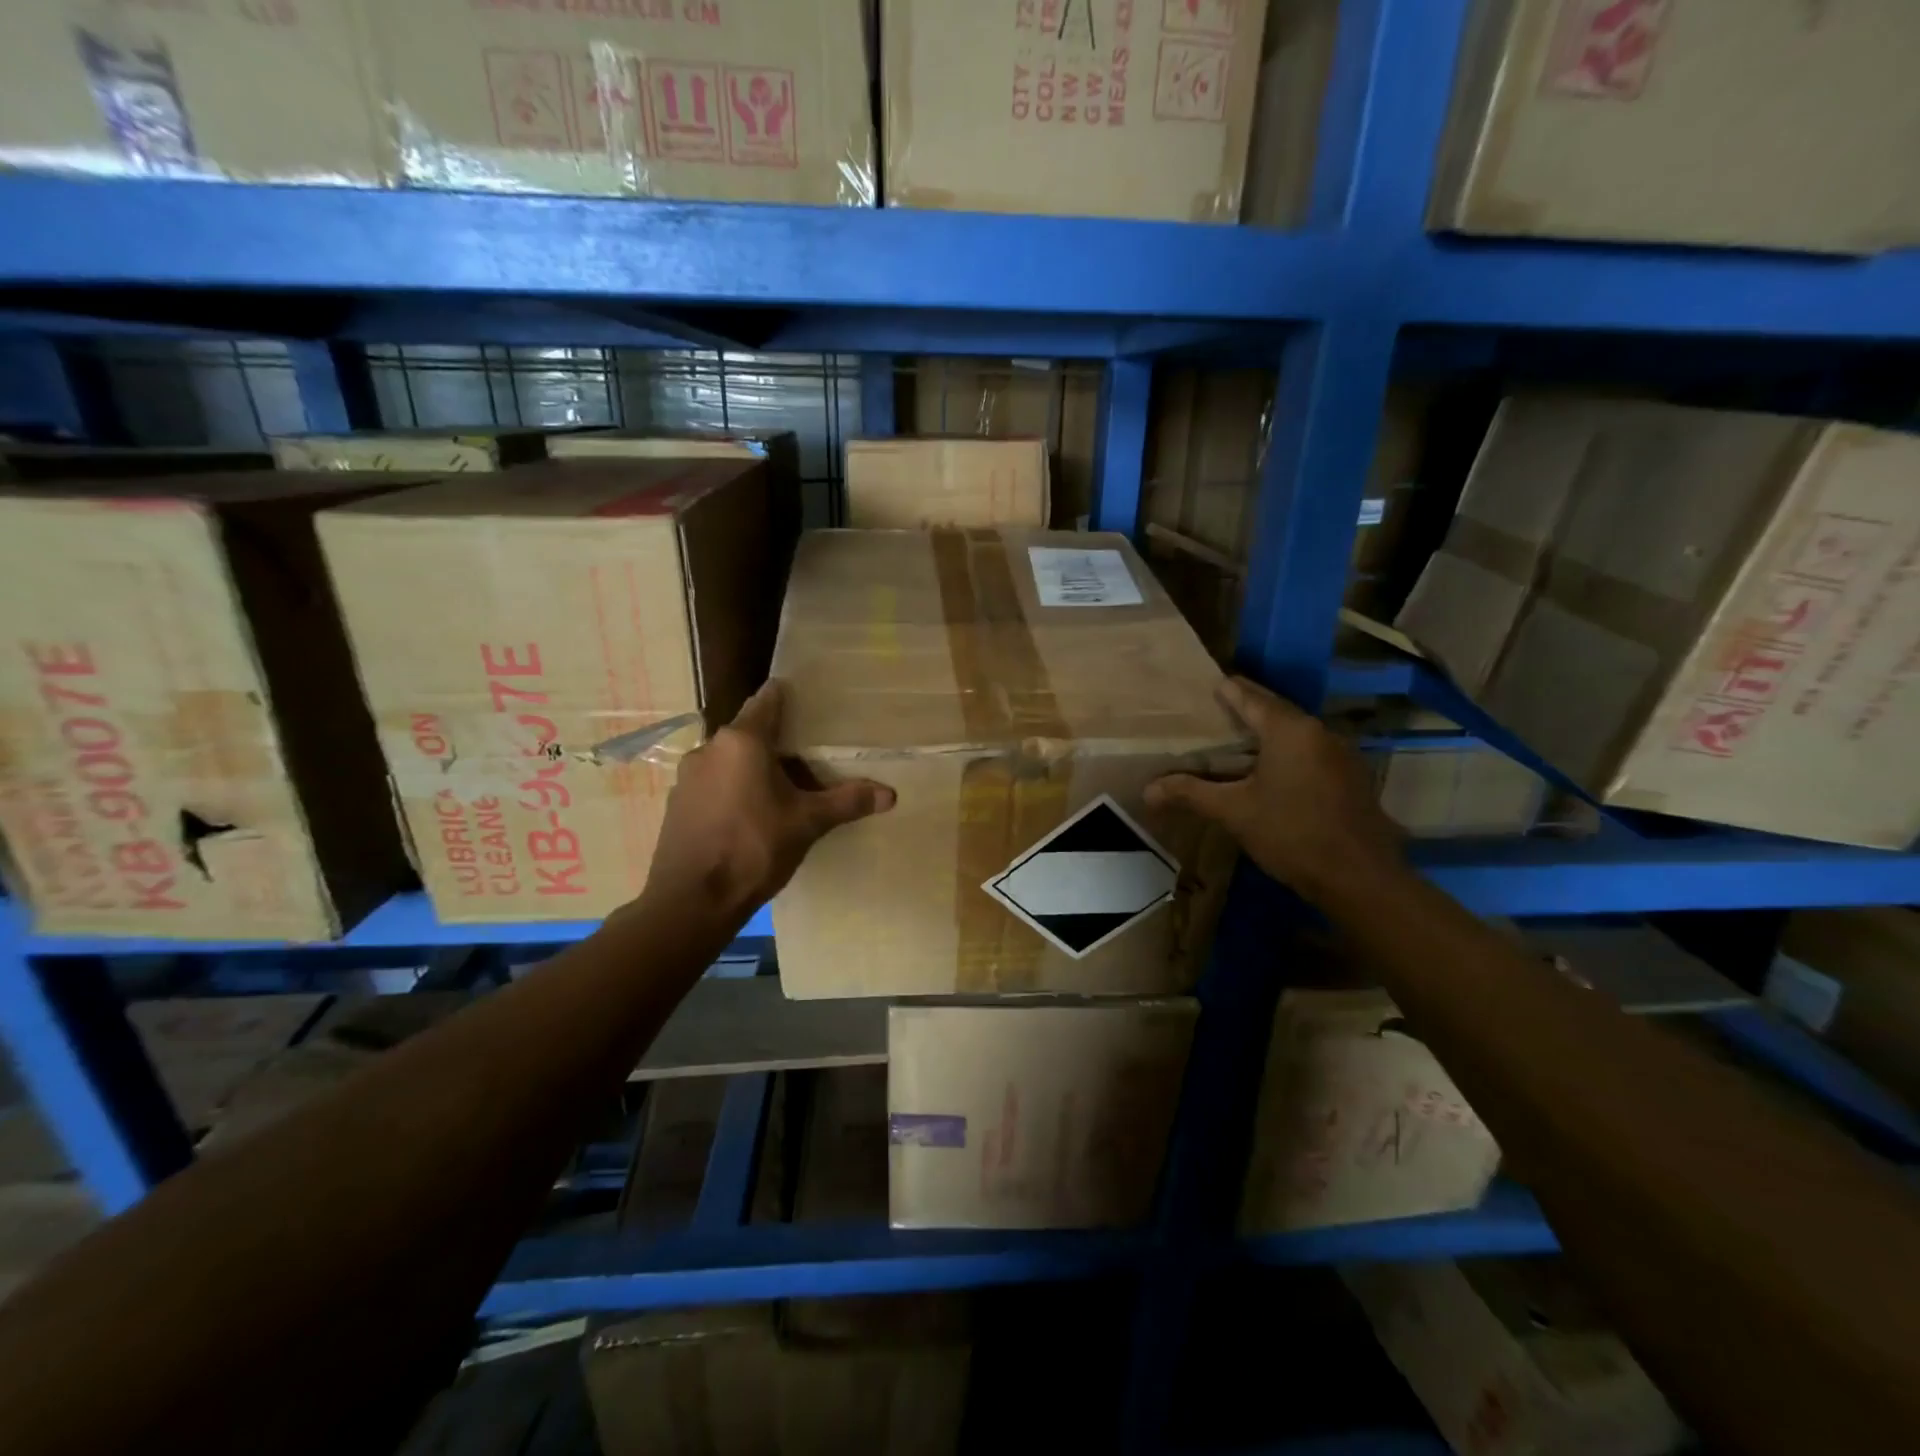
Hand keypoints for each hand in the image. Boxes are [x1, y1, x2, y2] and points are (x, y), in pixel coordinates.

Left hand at [640, 680, 893, 924]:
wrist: (692, 901)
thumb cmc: (753, 848)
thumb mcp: (807, 823)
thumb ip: (847, 802)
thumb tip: (891, 794)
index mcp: (742, 741)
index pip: (768, 700)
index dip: (789, 697)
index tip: (809, 702)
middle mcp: (710, 748)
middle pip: (748, 731)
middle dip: (776, 739)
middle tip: (808, 753)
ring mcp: (687, 776)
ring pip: (728, 759)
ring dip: (752, 766)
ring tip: (781, 786)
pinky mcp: (677, 803)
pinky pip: (712, 783)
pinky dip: (732, 788)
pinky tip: (749, 814)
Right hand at [1145, 675, 1403, 907]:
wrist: (1360, 878)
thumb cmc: (1292, 833)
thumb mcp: (1234, 812)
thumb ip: (1191, 794)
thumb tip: (1147, 791)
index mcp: (1290, 730)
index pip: (1251, 697)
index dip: (1228, 690)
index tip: (1211, 683)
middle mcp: (1319, 732)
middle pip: (1276, 711)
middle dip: (1247, 710)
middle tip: (1218, 711)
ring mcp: (1341, 755)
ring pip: (1296, 734)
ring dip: (1268, 734)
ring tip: (1239, 740)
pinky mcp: (1351, 779)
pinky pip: (1311, 753)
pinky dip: (1287, 754)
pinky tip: (1271, 772)